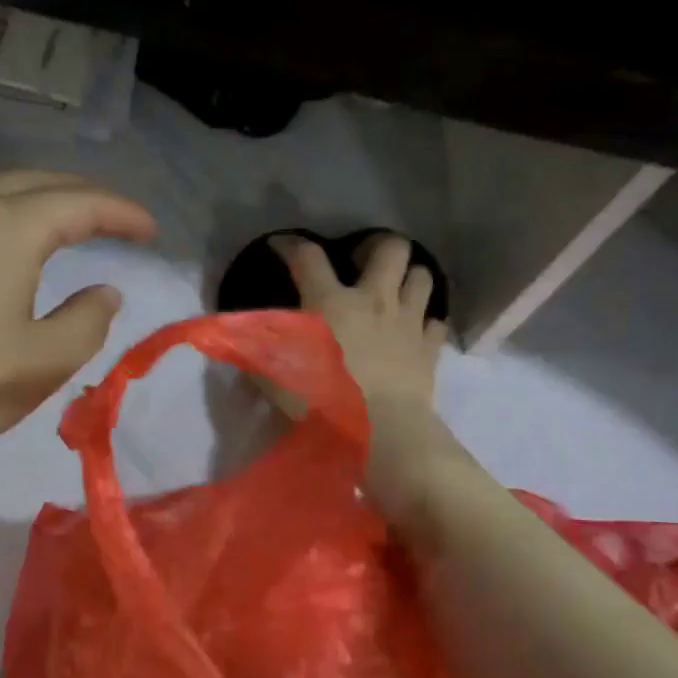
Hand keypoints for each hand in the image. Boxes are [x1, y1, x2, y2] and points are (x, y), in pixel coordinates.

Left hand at [0, 170, 156, 476]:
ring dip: (36, 202)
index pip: (79, 203)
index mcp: (7, 229)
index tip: (151, 230)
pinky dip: (0, 220)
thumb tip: (104, 293)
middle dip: (81, 194)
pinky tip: (1, 253)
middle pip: (33, 183)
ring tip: (63, 228)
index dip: (121, 213)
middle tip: (114, 219)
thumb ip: (87, 323)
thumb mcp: (41, 362)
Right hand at [271, 232, 445, 416]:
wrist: (382, 432)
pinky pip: (436, 322)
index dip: (291, 245)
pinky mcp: (430, 348)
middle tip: (362, 262)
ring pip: (422, 276)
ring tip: (395, 291)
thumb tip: (242, 339)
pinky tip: (415, 332)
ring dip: (409, 278)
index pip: (308, 257)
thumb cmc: (324, 401)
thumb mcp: (277, 377)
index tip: (281, 246)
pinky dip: (426, 323)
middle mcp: (374, 300)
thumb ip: (260, 353)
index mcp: (330, 301)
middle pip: (390, 248)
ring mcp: (408, 321)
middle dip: (377, 247)